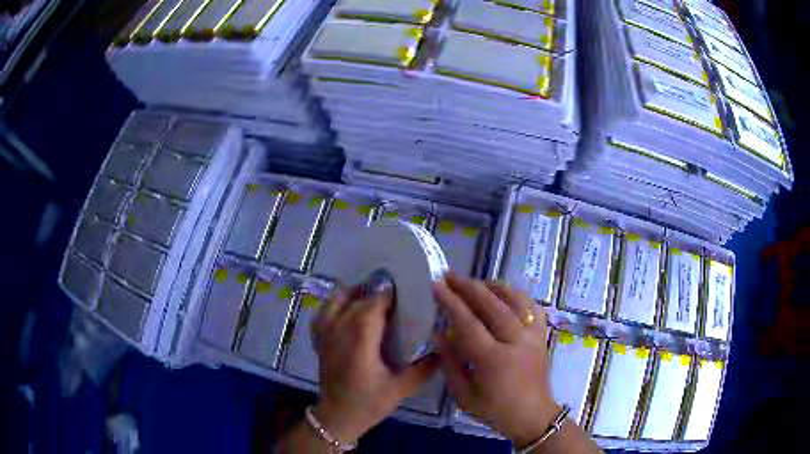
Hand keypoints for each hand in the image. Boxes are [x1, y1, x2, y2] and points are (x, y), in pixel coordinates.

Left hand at [310, 286, 438, 443]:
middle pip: (358, 301)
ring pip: (337, 300)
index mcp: (360, 343)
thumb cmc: (368, 404)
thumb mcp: (400, 390)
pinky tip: (348, 308)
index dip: (389, 297)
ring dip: (355, 294)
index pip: (373, 307)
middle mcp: (339, 332)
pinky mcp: (319, 339)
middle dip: (377, 295)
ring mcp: (325, 334)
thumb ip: (423, 369)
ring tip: (373, 297)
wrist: (337, 416)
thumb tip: (442, 350)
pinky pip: (324, 311)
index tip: (406, 294)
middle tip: (398, 298)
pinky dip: (336, 304)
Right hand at [434, 273, 559, 446]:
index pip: (468, 323)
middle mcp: (516, 342)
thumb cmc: (494, 410)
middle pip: (491, 305)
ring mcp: (533, 336)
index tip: (436, 285)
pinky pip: (532, 305)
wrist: (533, 416)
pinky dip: (516, 294)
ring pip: (514, 300)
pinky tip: (503, 292)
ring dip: (492, 286)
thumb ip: (450, 363)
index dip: (450, 302)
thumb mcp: (463, 395)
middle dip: (468, 287)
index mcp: (493, 360)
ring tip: (474, 281)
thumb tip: (439, 333)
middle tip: (449, 275)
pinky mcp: (543, 335)